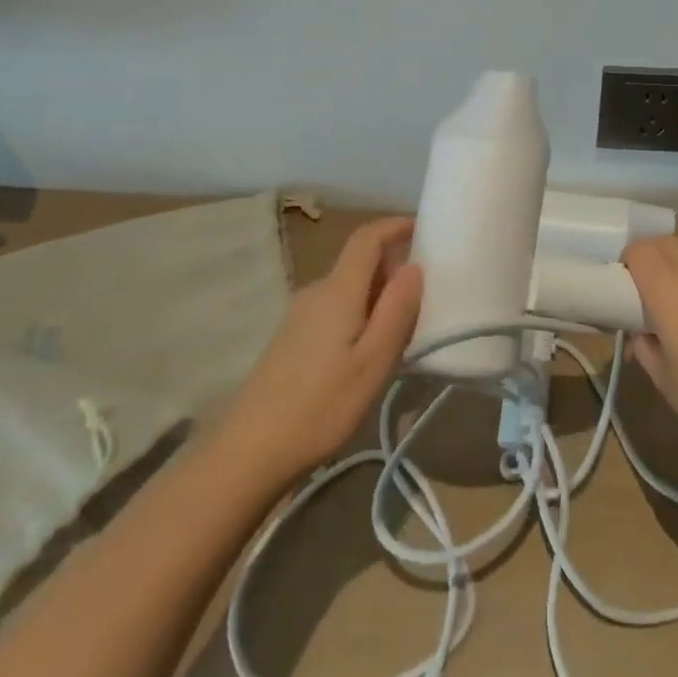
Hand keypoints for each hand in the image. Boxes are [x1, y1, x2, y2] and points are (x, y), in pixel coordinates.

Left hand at [216, 217, 423, 481]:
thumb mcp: (373, 362)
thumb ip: (397, 310)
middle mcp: (316, 291)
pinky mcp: (293, 337)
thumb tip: (414, 266)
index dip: (395, 225)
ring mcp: (300, 315)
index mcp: (338, 290)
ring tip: (405, 328)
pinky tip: (370, 350)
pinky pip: (336, 308)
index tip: (424, 228)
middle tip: (427, 295)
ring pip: (349, 288)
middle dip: (394, 268)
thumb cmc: (321, 406)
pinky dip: (361, 313)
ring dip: (379, 295)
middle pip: (360, 262)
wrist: (250, 450)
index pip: (367, 237)